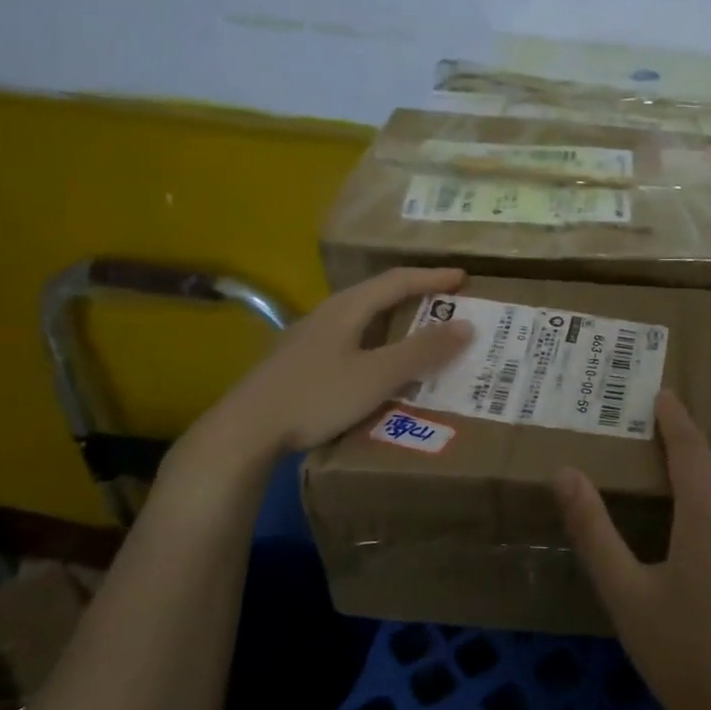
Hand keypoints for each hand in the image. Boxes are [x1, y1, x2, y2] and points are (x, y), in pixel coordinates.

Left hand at [172, 267, 474, 482]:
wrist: (244, 432)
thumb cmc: (315, 396)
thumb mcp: (376, 375)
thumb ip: (421, 352)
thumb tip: (466, 325)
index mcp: (346, 308)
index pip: (397, 281)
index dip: (432, 278)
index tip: (463, 278)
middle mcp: (327, 315)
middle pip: (378, 296)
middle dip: (415, 297)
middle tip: (447, 305)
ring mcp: (309, 339)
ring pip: (362, 320)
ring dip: (395, 323)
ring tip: (421, 334)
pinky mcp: (299, 363)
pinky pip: (350, 342)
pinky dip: (376, 345)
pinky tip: (379, 367)